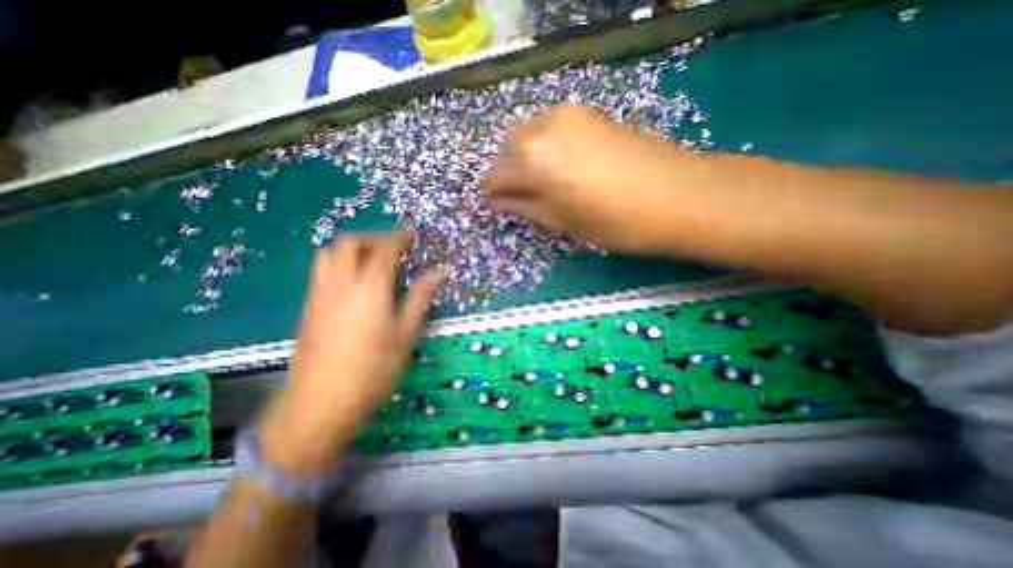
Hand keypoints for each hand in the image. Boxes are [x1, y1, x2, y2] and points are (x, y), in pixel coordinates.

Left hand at [258, 230, 444, 474]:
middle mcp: (340, 283)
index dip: (399, 237)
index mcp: (369, 287)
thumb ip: (421, 297)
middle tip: (392, 246)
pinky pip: (321, 272)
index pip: (384, 249)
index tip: (412, 234)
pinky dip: (339, 264)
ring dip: (351, 248)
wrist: (319, 405)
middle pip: (349, 243)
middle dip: (373, 237)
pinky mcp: (308, 308)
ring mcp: (319, 295)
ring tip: (371, 259)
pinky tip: (353, 283)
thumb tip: (440, 271)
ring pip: (329, 254)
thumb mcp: (406, 334)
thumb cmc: (373, 370)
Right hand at [482, 103, 689, 252]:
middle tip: (518, 196)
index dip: (491, 193)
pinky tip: (559, 164)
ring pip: (525, 133)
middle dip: (505, 172)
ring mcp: (566, 114)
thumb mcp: (560, 221)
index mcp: (532, 162)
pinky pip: (548, 126)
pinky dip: (543, 144)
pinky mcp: (586, 112)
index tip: (493, 205)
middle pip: (506, 149)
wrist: (675, 196)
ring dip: (523, 157)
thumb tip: (494, 201)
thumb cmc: (613, 221)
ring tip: (540, 181)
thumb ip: (522, 207)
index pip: (494, 176)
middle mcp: (542, 128)